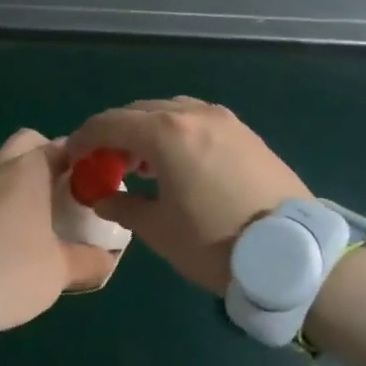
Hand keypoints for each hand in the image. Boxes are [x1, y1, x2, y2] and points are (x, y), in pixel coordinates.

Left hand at [0, 129, 115, 328]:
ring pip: (1, 168)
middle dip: (46, 157)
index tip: (93, 181)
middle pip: (26, 144)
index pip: (61, 146)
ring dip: (19, 181)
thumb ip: (90, 260)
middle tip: (63, 189)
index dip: (80, 159)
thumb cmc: (13, 269)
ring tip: (36, 215)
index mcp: (28, 170)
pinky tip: (7, 233)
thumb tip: (107, 258)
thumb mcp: (61, 270)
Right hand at [66, 98, 309, 293]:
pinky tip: (177, 162)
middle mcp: (194, 114)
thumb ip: (123, 208)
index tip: (73, 157)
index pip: (110, 123)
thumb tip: (102, 199)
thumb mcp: (159, 230)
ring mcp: (224, 120)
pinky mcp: (246, 133)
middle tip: (105, 163)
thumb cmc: (215, 243)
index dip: (85, 138)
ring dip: (148, 130)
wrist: (292, 253)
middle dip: (116, 133)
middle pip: (140, 111)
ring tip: (140, 164)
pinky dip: (177, 132)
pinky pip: (198, 120)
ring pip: (171, 111)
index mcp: (166, 133)